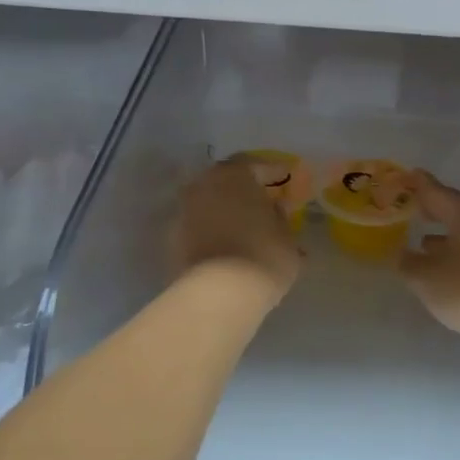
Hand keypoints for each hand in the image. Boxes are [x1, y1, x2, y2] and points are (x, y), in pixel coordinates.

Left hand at [174, 160, 302, 300]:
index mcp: (234, 175)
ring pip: (208, 205)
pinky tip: (226, 248)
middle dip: (243, 191)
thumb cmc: (262, 256)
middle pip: (225, 182)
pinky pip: (198, 228)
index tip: (285, 181)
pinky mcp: (171, 241)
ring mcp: (183, 213)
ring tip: (244, 229)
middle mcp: (203, 185)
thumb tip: (275, 211)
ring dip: (224, 212)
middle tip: (262, 204)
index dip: (271, 173)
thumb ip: (281, 218)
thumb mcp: (287, 237)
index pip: (254, 165)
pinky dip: (211, 233)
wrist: (218, 295)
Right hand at [399, 172, 459, 352]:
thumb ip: (408, 264)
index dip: (414, 185)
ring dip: (447, 237)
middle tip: (409, 211)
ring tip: (425, 244)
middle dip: (431, 212)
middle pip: (454, 209)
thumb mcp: (427, 279)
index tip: (402, 178)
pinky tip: (454, 271)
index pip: (433, 190)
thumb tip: (400, 255)